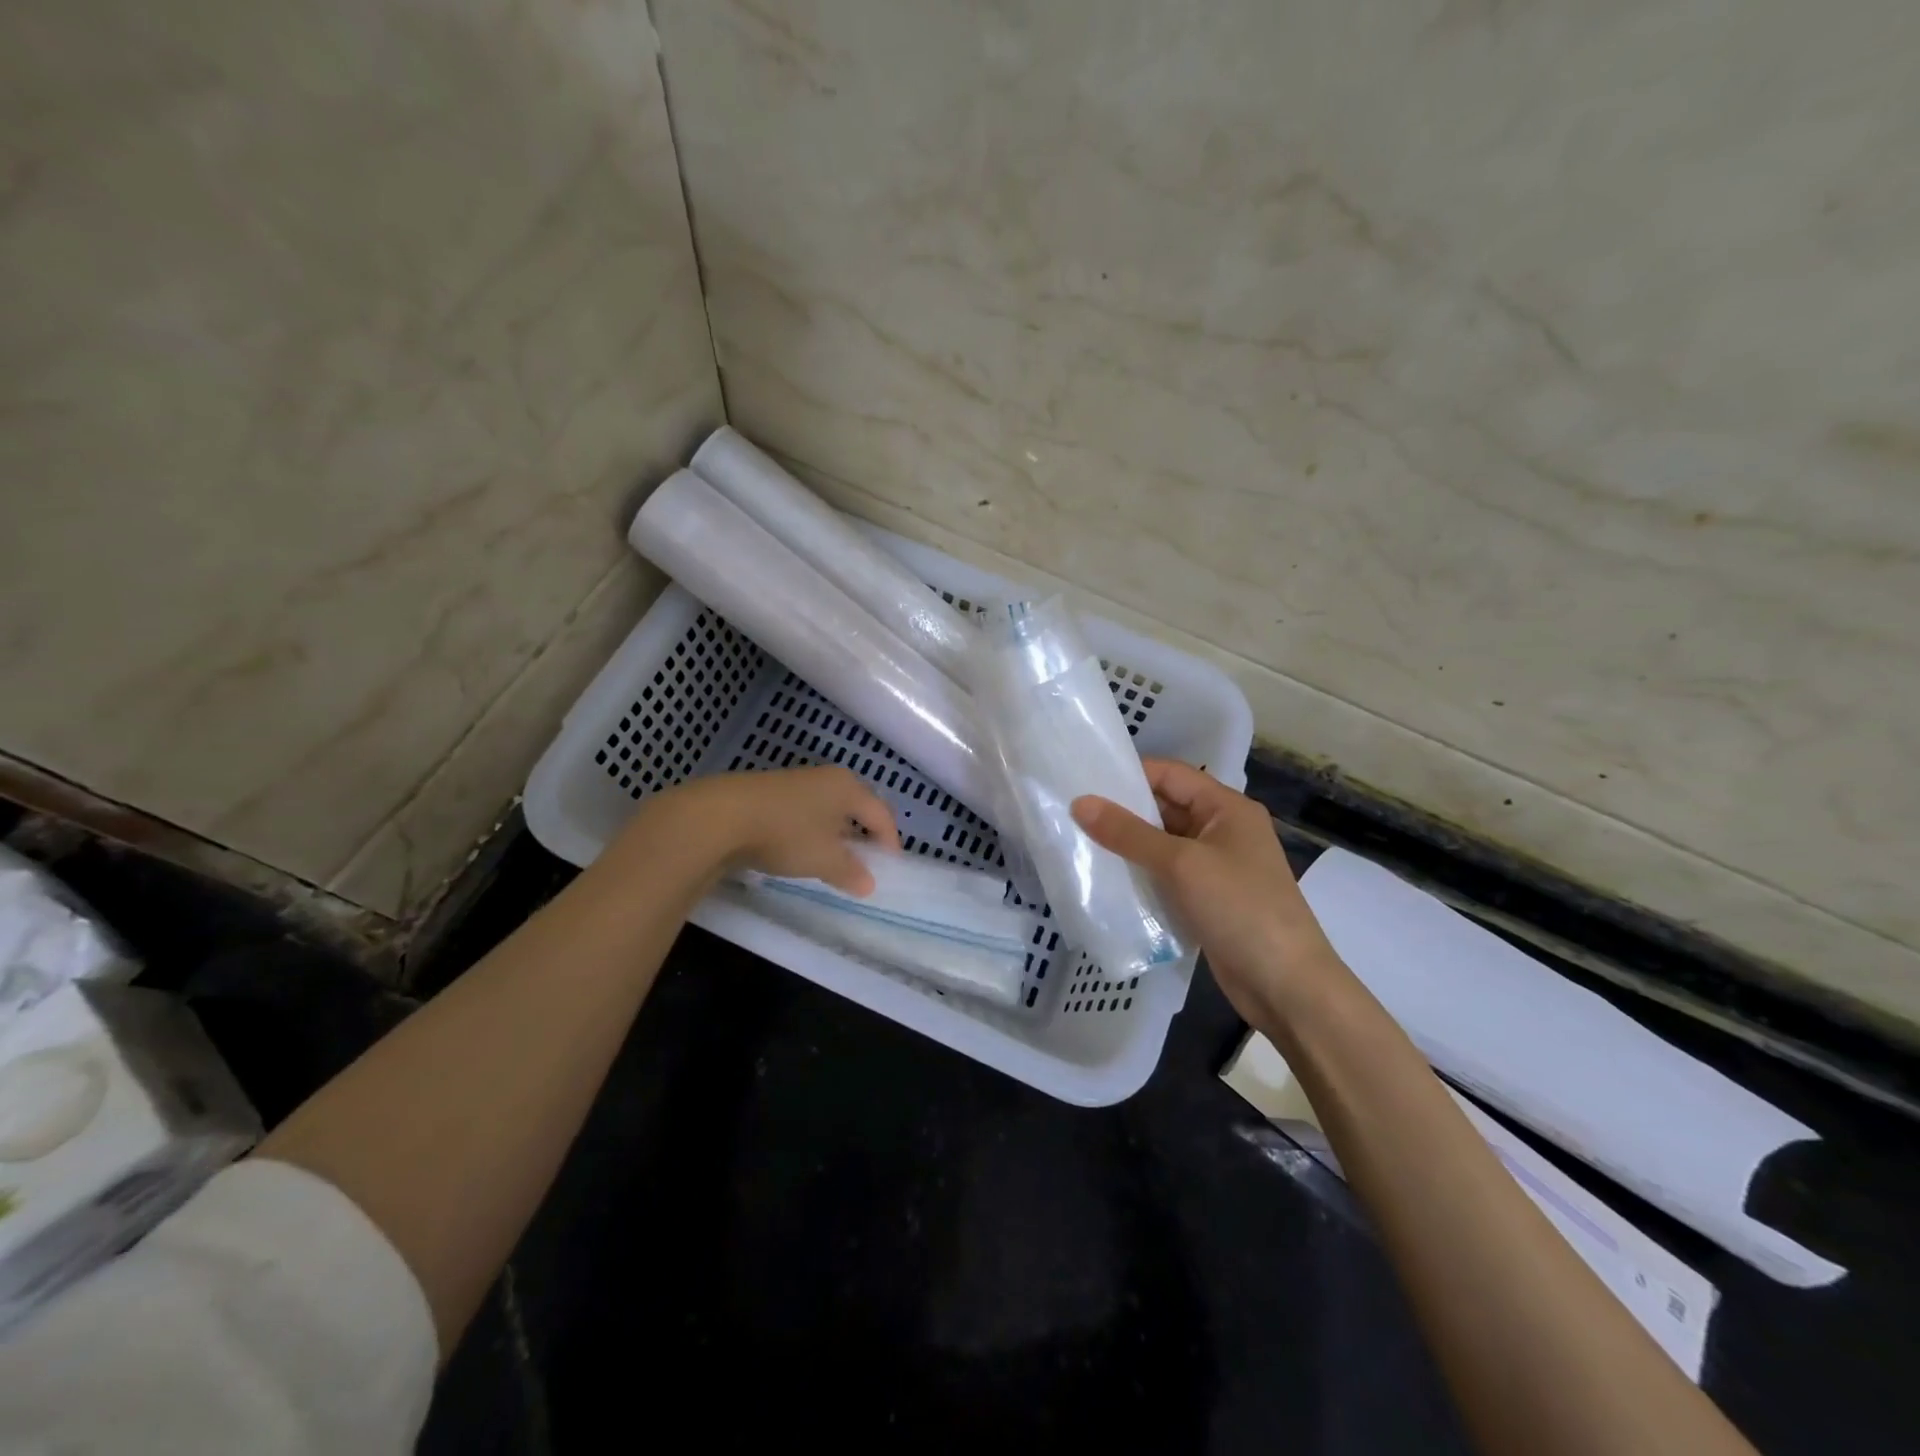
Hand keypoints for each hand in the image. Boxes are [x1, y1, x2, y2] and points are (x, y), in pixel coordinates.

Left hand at [626, 766, 899, 895]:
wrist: (722, 816)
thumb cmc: (788, 833)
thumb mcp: (825, 859)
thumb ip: (851, 871)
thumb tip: (869, 884)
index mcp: (848, 786)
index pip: (881, 813)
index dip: (889, 840)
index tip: (890, 865)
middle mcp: (826, 777)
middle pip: (856, 806)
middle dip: (863, 833)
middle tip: (866, 859)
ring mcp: (796, 781)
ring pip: (827, 808)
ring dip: (835, 832)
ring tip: (832, 858)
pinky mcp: (769, 791)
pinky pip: (803, 812)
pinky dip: (810, 830)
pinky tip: (799, 848)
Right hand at [1071, 759, 1338, 1027]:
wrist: (1287, 986)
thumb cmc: (1239, 909)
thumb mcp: (1181, 864)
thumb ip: (1128, 833)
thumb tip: (1080, 803)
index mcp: (1226, 808)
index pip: (1170, 775)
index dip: (1129, 775)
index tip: (1083, 781)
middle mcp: (1222, 830)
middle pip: (1164, 808)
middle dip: (1122, 812)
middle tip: (1070, 814)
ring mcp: (1215, 867)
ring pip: (1162, 845)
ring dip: (1127, 846)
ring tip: (1078, 844)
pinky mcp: (1207, 899)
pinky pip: (1166, 876)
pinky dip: (1140, 875)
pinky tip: (1105, 880)